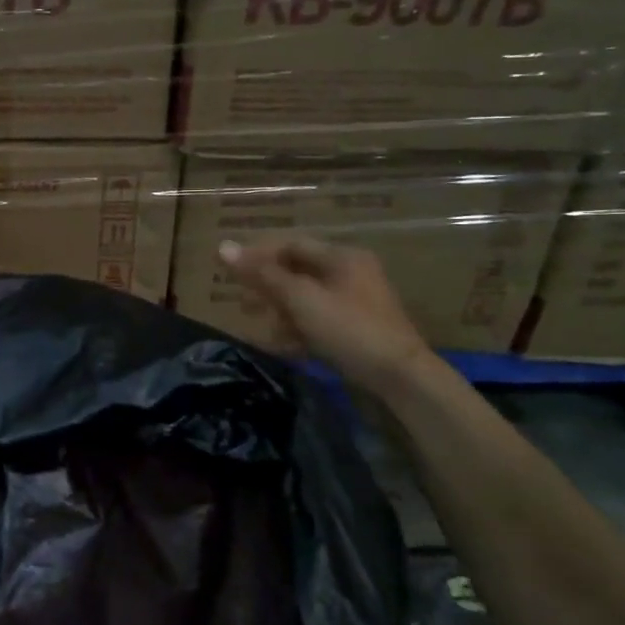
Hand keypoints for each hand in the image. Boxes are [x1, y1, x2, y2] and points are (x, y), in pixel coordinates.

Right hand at [218, 238, 432, 391]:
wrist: (401, 379)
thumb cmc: (349, 329)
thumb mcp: (301, 299)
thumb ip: (262, 274)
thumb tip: (223, 247)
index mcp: (342, 258)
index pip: (292, 245)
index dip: (259, 255)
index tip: (231, 271)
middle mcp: (351, 274)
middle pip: (298, 272)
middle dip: (267, 286)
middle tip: (241, 301)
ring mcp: (356, 304)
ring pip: (306, 300)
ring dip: (279, 311)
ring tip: (258, 326)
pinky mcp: (357, 332)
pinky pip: (318, 322)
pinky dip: (298, 330)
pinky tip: (281, 345)